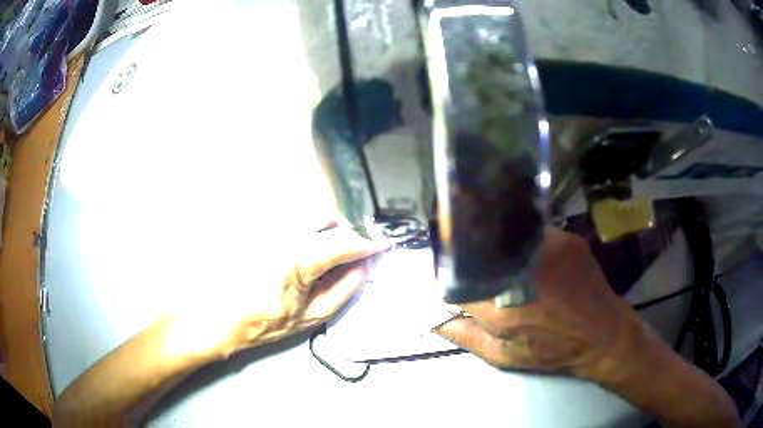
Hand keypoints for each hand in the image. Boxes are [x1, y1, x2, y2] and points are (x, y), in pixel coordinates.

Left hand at [221, 219, 389, 353]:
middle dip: (348, 232)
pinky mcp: (262, 227)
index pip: (344, 242)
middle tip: (355, 250)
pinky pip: (295, 220)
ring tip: (330, 251)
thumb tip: (365, 265)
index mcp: (300, 260)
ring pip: (312, 215)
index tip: (384, 245)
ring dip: (329, 228)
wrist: (224, 315)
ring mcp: (271, 228)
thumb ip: (344, 288)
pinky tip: (305, 249)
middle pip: (329, 218)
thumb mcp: (312, 314)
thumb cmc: (268, 321)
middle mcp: (285, 234)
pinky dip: (310, 229)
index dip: (368, 243)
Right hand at [437, 228, 642, 379]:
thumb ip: (466, 336)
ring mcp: (547, 247)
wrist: (603, 335)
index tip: (451, 274)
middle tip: (472, 263)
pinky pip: (533, 232)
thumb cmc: (552, 351)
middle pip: (481, 247)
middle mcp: (521, 269)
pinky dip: (524, 241)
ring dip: (498, 245)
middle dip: (471, 253)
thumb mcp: (503, 356)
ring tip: (501, 257)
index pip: (457, 276)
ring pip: (507, 235)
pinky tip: (527, 252)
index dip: (450, 273)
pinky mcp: (566, 238)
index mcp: (500, 305)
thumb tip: (433, 320)